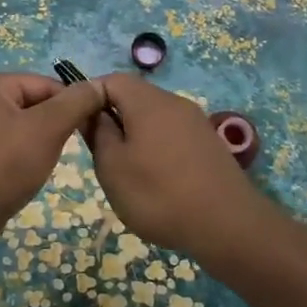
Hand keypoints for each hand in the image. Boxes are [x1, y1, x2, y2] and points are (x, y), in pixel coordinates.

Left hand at [0, 73, 108, 234]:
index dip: (71, 104)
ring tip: (46, 160)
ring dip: (39, 139)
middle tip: (67, 147)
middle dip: (53, 123)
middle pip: (32, 103)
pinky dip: (21, 151)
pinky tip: (27, 169)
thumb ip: (76, 102)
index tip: (89, 127)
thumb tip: (99, 84)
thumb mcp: (48, 128)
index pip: (46, 84)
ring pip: (20, 124)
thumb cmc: (8, 163)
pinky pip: (5, 141)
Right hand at [82, 73, 276, 258]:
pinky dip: (156, 149)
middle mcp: (174, 102)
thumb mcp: (112, 167)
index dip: (89, 96)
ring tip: (127, 172)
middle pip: (134, 97)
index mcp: (148, 101)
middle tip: (100, 154)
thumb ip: (97, 133)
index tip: (78, 125)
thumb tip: (92, 113)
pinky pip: (172, 135)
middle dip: (112, 119)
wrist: (228, 226)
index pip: (111, 80)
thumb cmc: (159, 194)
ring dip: (134, 137)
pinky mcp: (209, 144)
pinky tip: (156, 181)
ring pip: (153, 118)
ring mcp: (196, 122)